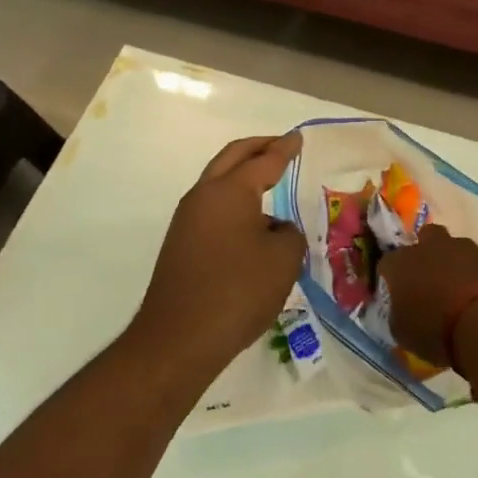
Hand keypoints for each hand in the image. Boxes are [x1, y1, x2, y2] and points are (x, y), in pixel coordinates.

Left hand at [133, 133, 306, 374]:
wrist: (179, 339)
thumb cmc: (238, 291)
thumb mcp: (283, 260)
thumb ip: (288, 234)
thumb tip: (274, 229)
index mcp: (230, 190)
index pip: (264, 160)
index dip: (284, 149)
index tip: (298, 138)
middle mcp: (204, 196)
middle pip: (232, 158)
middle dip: (258, 147)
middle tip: (281, 145)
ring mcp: (187, 220)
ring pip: (218, 182)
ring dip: (242, 174)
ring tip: (269, 180)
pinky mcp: (181, 244)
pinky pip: (212, 208)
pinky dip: (233, 200)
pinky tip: (251, 220)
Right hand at [377, 225, 477, 367]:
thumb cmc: (436, 330)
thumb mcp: (404, 334)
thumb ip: (397, 316)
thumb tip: (400, 311)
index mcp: (401, 263)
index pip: (387, 263)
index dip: (391, 278)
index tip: (397, 295)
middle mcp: (429, 247)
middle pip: (424, 238)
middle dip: (426, 253)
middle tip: (430, 279)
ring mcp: (463, 248)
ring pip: (454, 247)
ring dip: (454, 263)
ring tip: (460, 290)